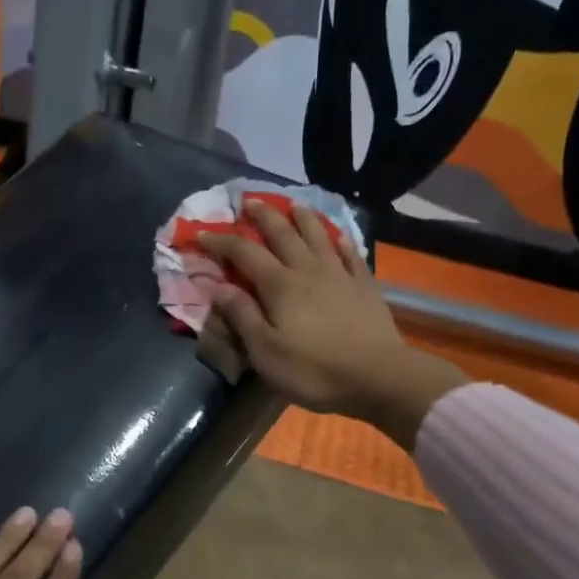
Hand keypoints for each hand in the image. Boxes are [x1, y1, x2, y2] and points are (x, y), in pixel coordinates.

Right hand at [197, 201, 464, 448]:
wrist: (377, 377)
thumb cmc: (313, 370)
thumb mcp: (265, 351)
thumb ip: (242, 316)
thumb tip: (218, 287)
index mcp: (279, 285)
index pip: (243, 253)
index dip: (220, 241)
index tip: (201, 234)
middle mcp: (308, 270)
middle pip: (282, 234)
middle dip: (263, 216)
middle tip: (249, 201)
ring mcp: (340, 275)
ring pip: (318, 236)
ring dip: (303, 218)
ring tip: (293, 204)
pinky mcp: (365, 287)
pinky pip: (351, 256)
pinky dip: (341, 242)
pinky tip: (339, 237)